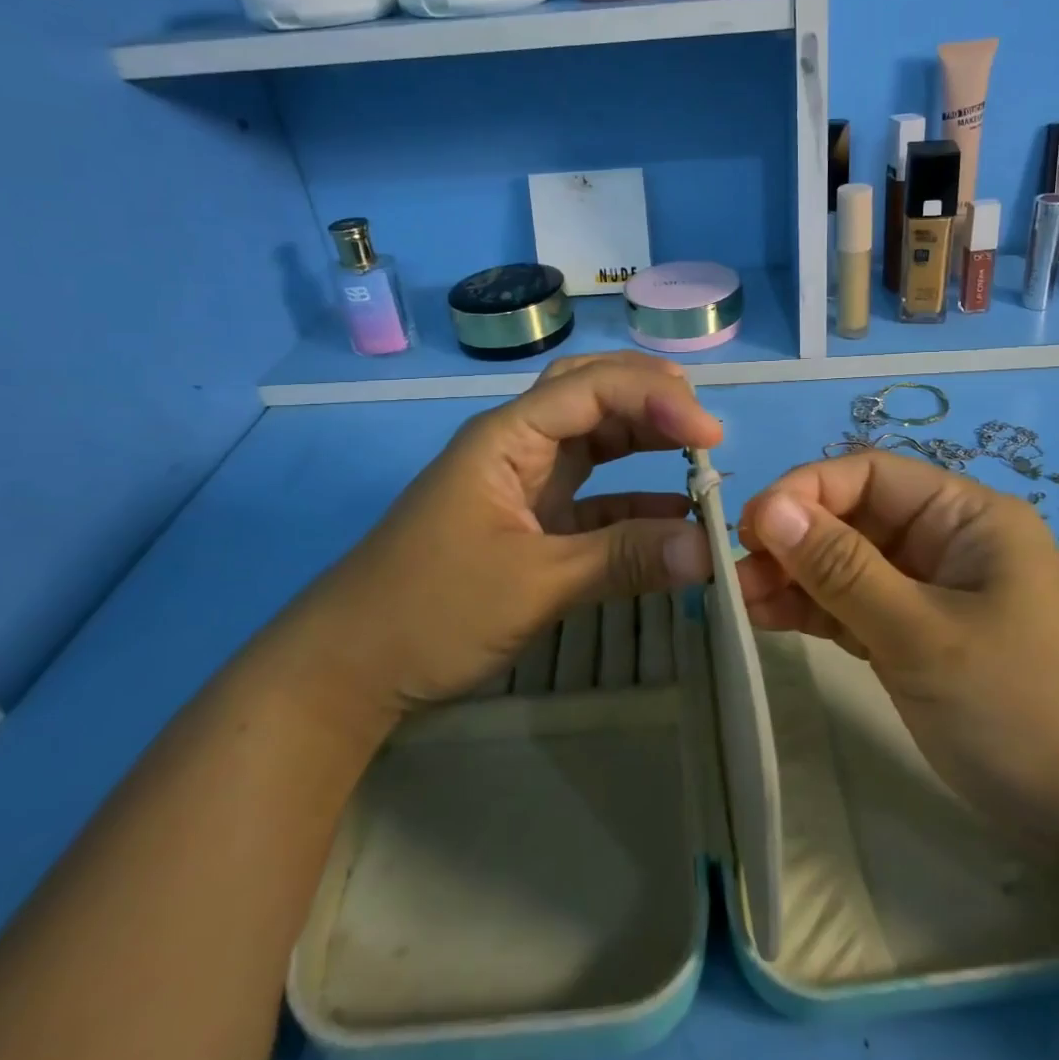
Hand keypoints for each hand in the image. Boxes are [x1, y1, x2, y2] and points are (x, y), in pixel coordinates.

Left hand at [283, 352, 721, 727]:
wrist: (348, 672)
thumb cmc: (430, 611)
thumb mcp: (534, 584)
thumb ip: (624, 559)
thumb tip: (710, 550)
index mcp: (508, 436)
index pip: (593, 388)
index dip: (657, 400)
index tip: (711, 437)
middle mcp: (519, 445)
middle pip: (593, 394)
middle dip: (651, 399)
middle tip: (704, 427)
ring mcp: (525, 483)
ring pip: (596, 440)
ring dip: (646, 442)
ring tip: (699, 455)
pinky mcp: (532, 522)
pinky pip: (595, 496)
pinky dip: (635, 498)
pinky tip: (674, 514)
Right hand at [735, 450, 1058, 845]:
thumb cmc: (1026, 711)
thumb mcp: (923, 635)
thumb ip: (842, 569)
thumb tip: (768, 507)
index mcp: (964, 515)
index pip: (867, 475)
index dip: (803, 492)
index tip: (748, 530)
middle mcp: (947, 541)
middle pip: (852, 520)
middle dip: (792, 542)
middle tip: (734, 580)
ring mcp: (934, 592)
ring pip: (849, 566)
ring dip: (795, 579)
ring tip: (739, 604)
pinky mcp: (922, 638)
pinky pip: (859, 609)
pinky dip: (817, 613)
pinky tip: (769, 620)